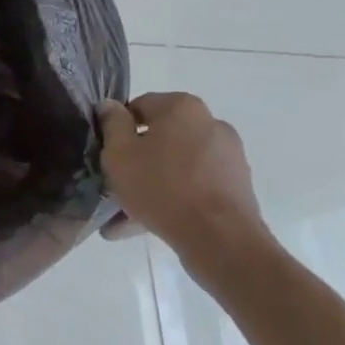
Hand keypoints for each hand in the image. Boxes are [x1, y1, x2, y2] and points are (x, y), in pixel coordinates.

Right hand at [97, 93, 267, 256]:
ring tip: (126, 215)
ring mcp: (228, 156)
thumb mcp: (120, 153)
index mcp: (182, 107)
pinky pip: (194, 185)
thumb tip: (109, 105)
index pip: (139, 106)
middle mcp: (211, 124)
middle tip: (115, 185)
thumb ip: (112, 123)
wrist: (219, 238)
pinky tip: (149, 223)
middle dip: (136, 160)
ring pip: (176, 165)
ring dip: (152, 183)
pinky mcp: (237, 186)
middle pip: (160, 138)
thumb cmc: (161, 187)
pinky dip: (173, 198)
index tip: (107, 154)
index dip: (117, 129)